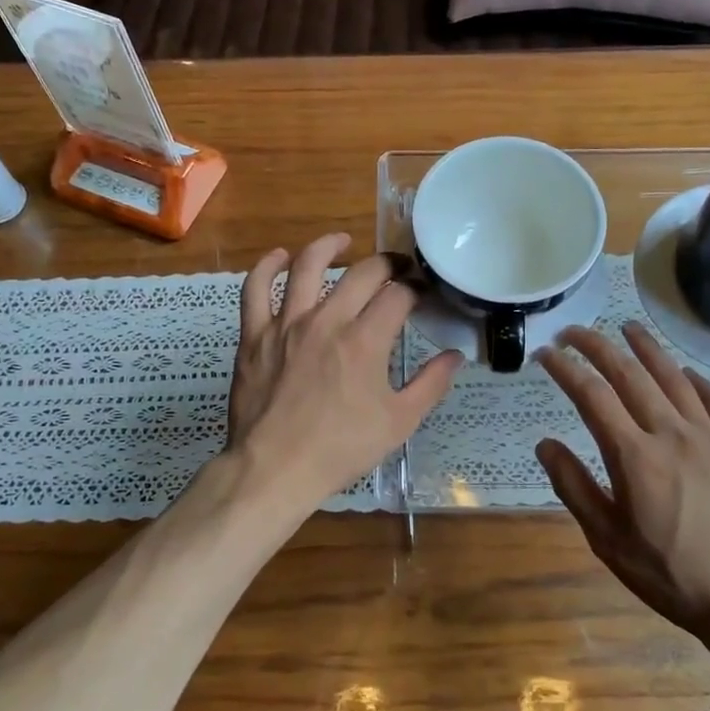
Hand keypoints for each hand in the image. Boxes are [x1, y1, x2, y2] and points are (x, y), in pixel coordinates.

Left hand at [226, 234, 462, 516]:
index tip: (423, 292)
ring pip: (306, 266)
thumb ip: (430, 384)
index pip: (398, 295)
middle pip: (362, 273)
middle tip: (398, 270)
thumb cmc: (341, 449)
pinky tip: (280, 256)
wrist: (274, 469)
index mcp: (365, 341)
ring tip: (343, 241)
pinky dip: (266, 266)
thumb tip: (455, 355)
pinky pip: (255, 289)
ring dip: (328, 247)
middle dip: (387, 264)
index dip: (416, 287)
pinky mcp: (254, 335)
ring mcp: (285, 324)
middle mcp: (326, 320)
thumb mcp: (399, 423)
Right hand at [536, 322, 709, 650]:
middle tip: (573, 332)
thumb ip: (573, 486)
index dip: (565, 368)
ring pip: (675, 378)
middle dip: (597, 346)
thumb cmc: (667, 574)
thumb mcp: (606, 540)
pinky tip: (684, 373)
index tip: (545, 354)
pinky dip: (697, 380)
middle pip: (630, 375)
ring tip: (627, 327)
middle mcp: (673, 434)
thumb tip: (545, 443)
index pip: (592, 396)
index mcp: (635, 457)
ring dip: (647, 348)